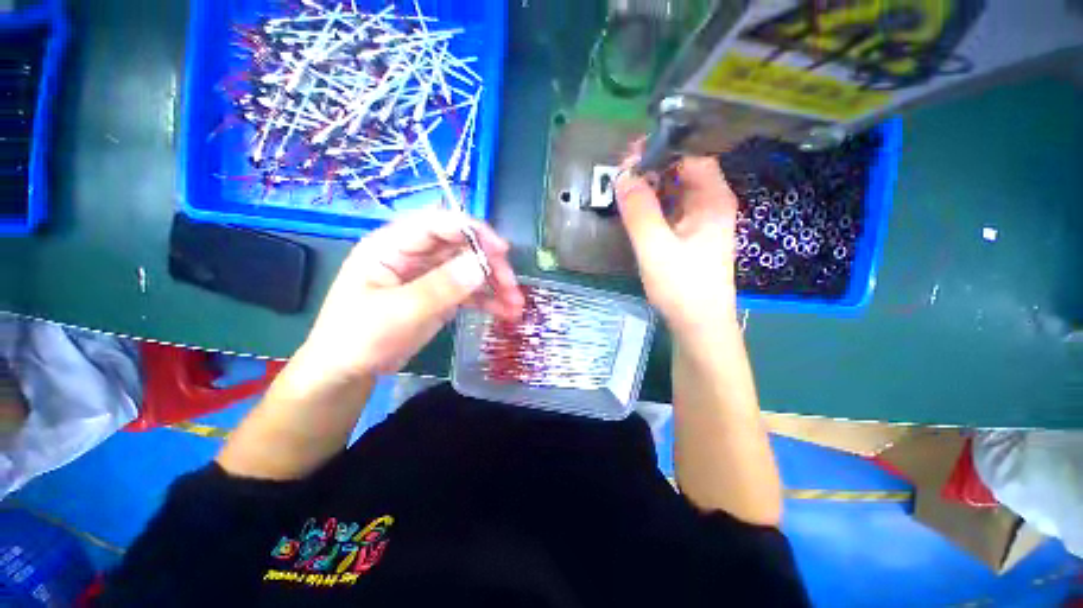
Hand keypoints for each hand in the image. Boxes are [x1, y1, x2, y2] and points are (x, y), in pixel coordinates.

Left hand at [298, 210, 523, 382]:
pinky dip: (489, 300)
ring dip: (496, 285)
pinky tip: (506, 312)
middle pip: (462, 247)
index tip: (502, 250)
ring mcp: (430, 276)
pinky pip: (470, 291)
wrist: (348, 372)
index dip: (473, 231)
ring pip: (471, 269)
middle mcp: (415, 255)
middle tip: (513, 286)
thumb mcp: (398, 312)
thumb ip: (440, 287)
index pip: (438, 224)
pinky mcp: (440, 295)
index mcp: (393, 246)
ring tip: (516, 305)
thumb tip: (481, 265)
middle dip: (491, 264)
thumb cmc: (359, 338)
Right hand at [615, 156, 739, 337]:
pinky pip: (671, 212)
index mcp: (713, 200)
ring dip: (651, 188)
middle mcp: (711, 206)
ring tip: (623, 190)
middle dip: (653, 169)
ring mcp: (701, 223)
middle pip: (683, 173)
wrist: (698, 325)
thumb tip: (622, 175)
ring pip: (675, 193)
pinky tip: (636, 212)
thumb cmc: (682, 286)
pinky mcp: (690, 239)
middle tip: (621, 174)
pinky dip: (653, 207)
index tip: (631, 157)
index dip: (663, 152)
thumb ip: (639, 211)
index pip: (691, 158)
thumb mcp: (655, 247)